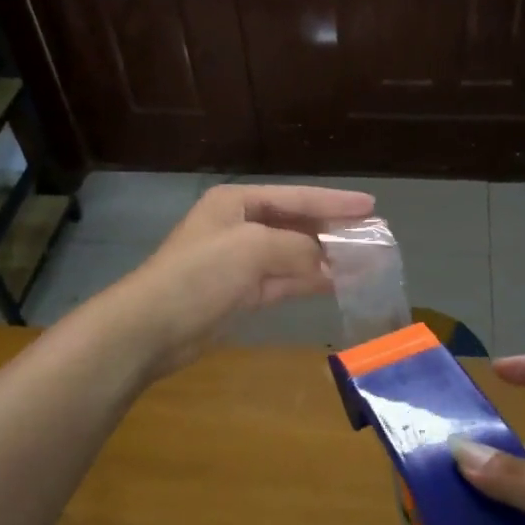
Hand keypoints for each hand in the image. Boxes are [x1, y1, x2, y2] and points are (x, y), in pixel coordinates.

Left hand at [113, 183, 374, 373]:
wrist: (152, 327)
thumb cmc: (200, 274)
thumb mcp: (253, 247)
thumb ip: (297, 247)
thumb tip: (329, 260)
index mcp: (237, 202)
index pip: (295, 197)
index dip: (334, 202)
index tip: (371, 206)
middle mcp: (239, 226)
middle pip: (295, 224)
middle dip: (332, 231)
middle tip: (373, 235)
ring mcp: (239, 262)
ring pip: (293, 254)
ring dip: (326, 258)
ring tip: (364, 261)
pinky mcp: (240, 294)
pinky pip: (284, 281)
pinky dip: (309, 281)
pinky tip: (337, 283)